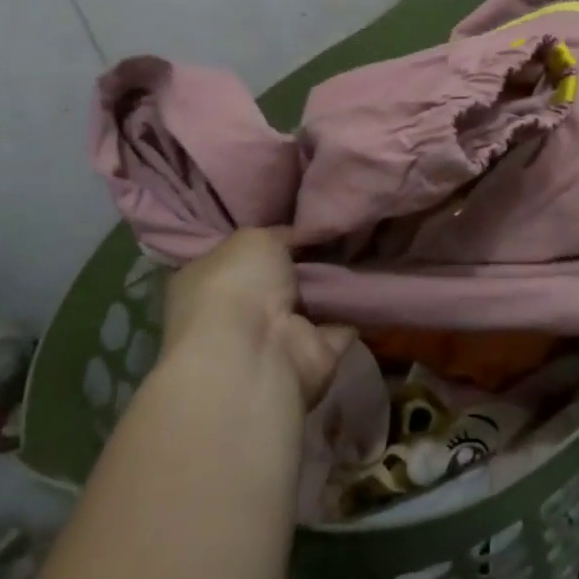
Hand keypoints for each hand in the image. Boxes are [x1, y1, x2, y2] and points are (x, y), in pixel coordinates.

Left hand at [159, 229, 356, 408]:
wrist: (256, 352)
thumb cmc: (237, 286)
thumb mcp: (252, 238)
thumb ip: (275, 235)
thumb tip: (295, 237)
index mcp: (205, 283)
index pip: (235, 258)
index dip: (265, 240)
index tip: (297, 222)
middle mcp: (235, 315)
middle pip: (276, 282)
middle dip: (304, 262)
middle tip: (335, 233)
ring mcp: (273, 340)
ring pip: (309, 304)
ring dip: (332, 285)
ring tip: (362, 249)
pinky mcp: (311, 356)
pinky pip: (340, 326)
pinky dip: (356, 310)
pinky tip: (372, 281)